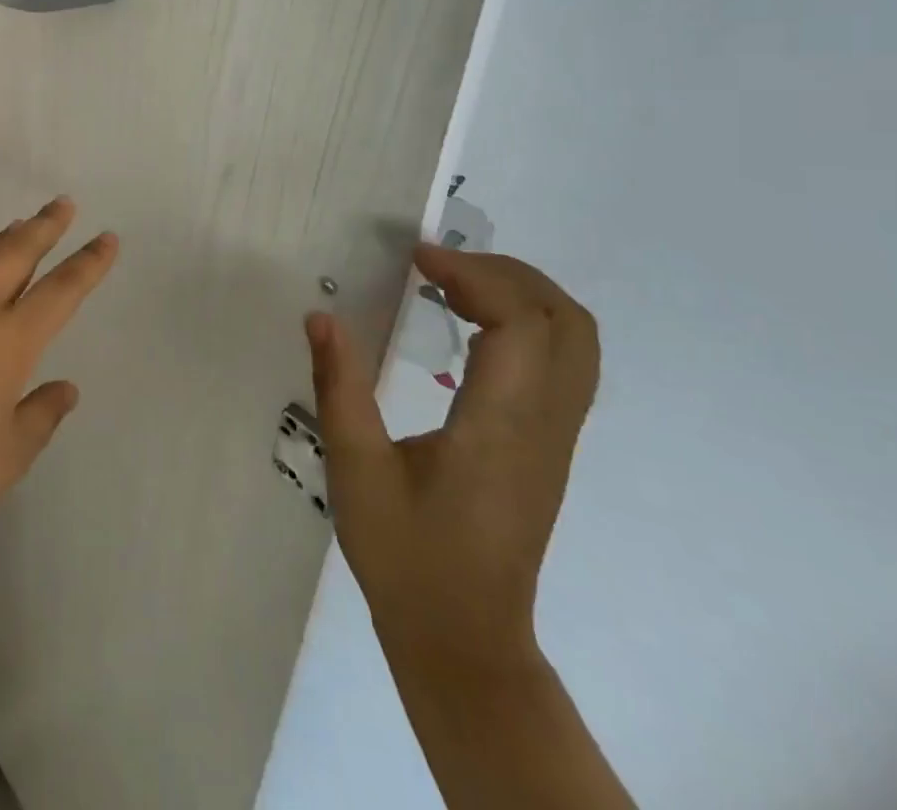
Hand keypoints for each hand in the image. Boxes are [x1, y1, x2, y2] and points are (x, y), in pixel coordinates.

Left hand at [0, 197, 118, 543]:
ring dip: (5, 237)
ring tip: (21, 223)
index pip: (62, 290)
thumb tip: (65, 389)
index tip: (107, 237)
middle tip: (63, 203)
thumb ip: (42, 416)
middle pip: (18, 253)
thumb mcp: (10, 454)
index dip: (88, 263)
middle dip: (45, 225)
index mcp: (11, 341)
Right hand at [306, 244, 599, 668]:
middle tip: (439, 262)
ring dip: (522, 293)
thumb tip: (320, 315)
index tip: (417, 258)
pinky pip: (563, 363)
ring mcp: (556, 438)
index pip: (521, 325)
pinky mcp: (549, 446)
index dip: (475, 275)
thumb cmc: (406, 556)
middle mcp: (545, 426)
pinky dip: (527, 321)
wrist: (465, 640)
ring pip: (576, 341)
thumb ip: (339, 387)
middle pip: (567, 322)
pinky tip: (470, 326)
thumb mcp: (356, 470)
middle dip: (506, 273)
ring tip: (454, 282)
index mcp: (501, 429)